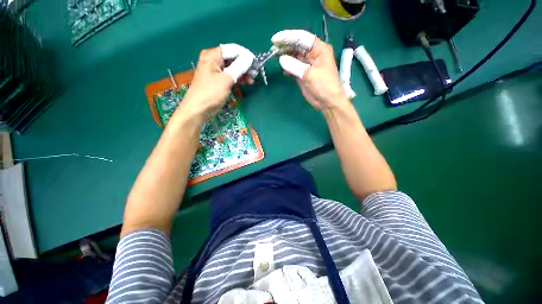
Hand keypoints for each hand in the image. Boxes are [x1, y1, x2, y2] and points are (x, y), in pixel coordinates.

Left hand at [180, 44, 254, 119]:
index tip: (256, 64)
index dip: (245, 55)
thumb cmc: (211, 93)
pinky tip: (245, 83)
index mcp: (212, 55)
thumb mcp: (226, 79)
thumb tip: (250, 57)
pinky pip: (230, 75)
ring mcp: (216, 71)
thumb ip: (239, 67)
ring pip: (233, 68)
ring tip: (251, 81)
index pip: (233, 49)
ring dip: (243, 73)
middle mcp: (213, 60)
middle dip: (245, 65)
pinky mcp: (218, 80)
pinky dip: (238, 79)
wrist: (199, 109)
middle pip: (233, 58)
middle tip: (255, 73)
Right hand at [272, 30, 348, 110]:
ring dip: (285, 57)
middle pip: (297, 46)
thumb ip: (295, 66)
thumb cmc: (324, 85)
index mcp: (319, 49)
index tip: (275, 40)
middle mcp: (313, 54)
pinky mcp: (303, 74)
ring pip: (294, 57)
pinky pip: (293, 68)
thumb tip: (281, 59)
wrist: (327, 102)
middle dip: (285, 46)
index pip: (302, 38)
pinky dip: (288, 69)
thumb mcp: (310, 74)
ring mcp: (307, 65)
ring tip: (275, 57)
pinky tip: (283, 71)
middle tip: (273, 48)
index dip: (288, 37)